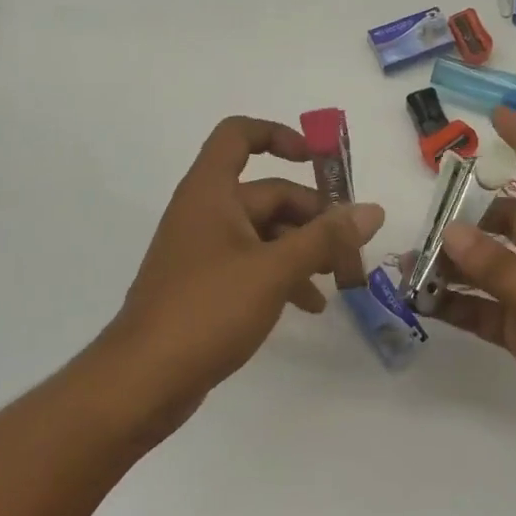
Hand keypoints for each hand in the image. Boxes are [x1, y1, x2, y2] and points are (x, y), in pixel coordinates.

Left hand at [87, 116, 383, 440]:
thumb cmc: (207, 310)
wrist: (143, 380)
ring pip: (265, 232)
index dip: (279, 136)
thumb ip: (325, 239)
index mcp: (211, 192)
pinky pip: (254, 264)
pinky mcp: (207, 285)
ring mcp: (205, 251)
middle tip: (351, 245)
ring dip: (304, 249)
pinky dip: (284, 275)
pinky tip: (311, 304)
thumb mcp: (275, 271)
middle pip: (268, 193)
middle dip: (313, 215)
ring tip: (341, 277)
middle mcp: (206, 212)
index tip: (318, 161)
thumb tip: (372, 210)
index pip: (239, 135)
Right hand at [429, 106, 515, 482]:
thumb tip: (450, 232)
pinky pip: (486, 311)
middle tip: (423, 219)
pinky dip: (459, 306)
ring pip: (490, 269)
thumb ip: (499, 267)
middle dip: (468, 218)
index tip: (498, 114)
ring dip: (455, 266)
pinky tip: (424, 302)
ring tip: (409, 263)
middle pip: (507, 224)